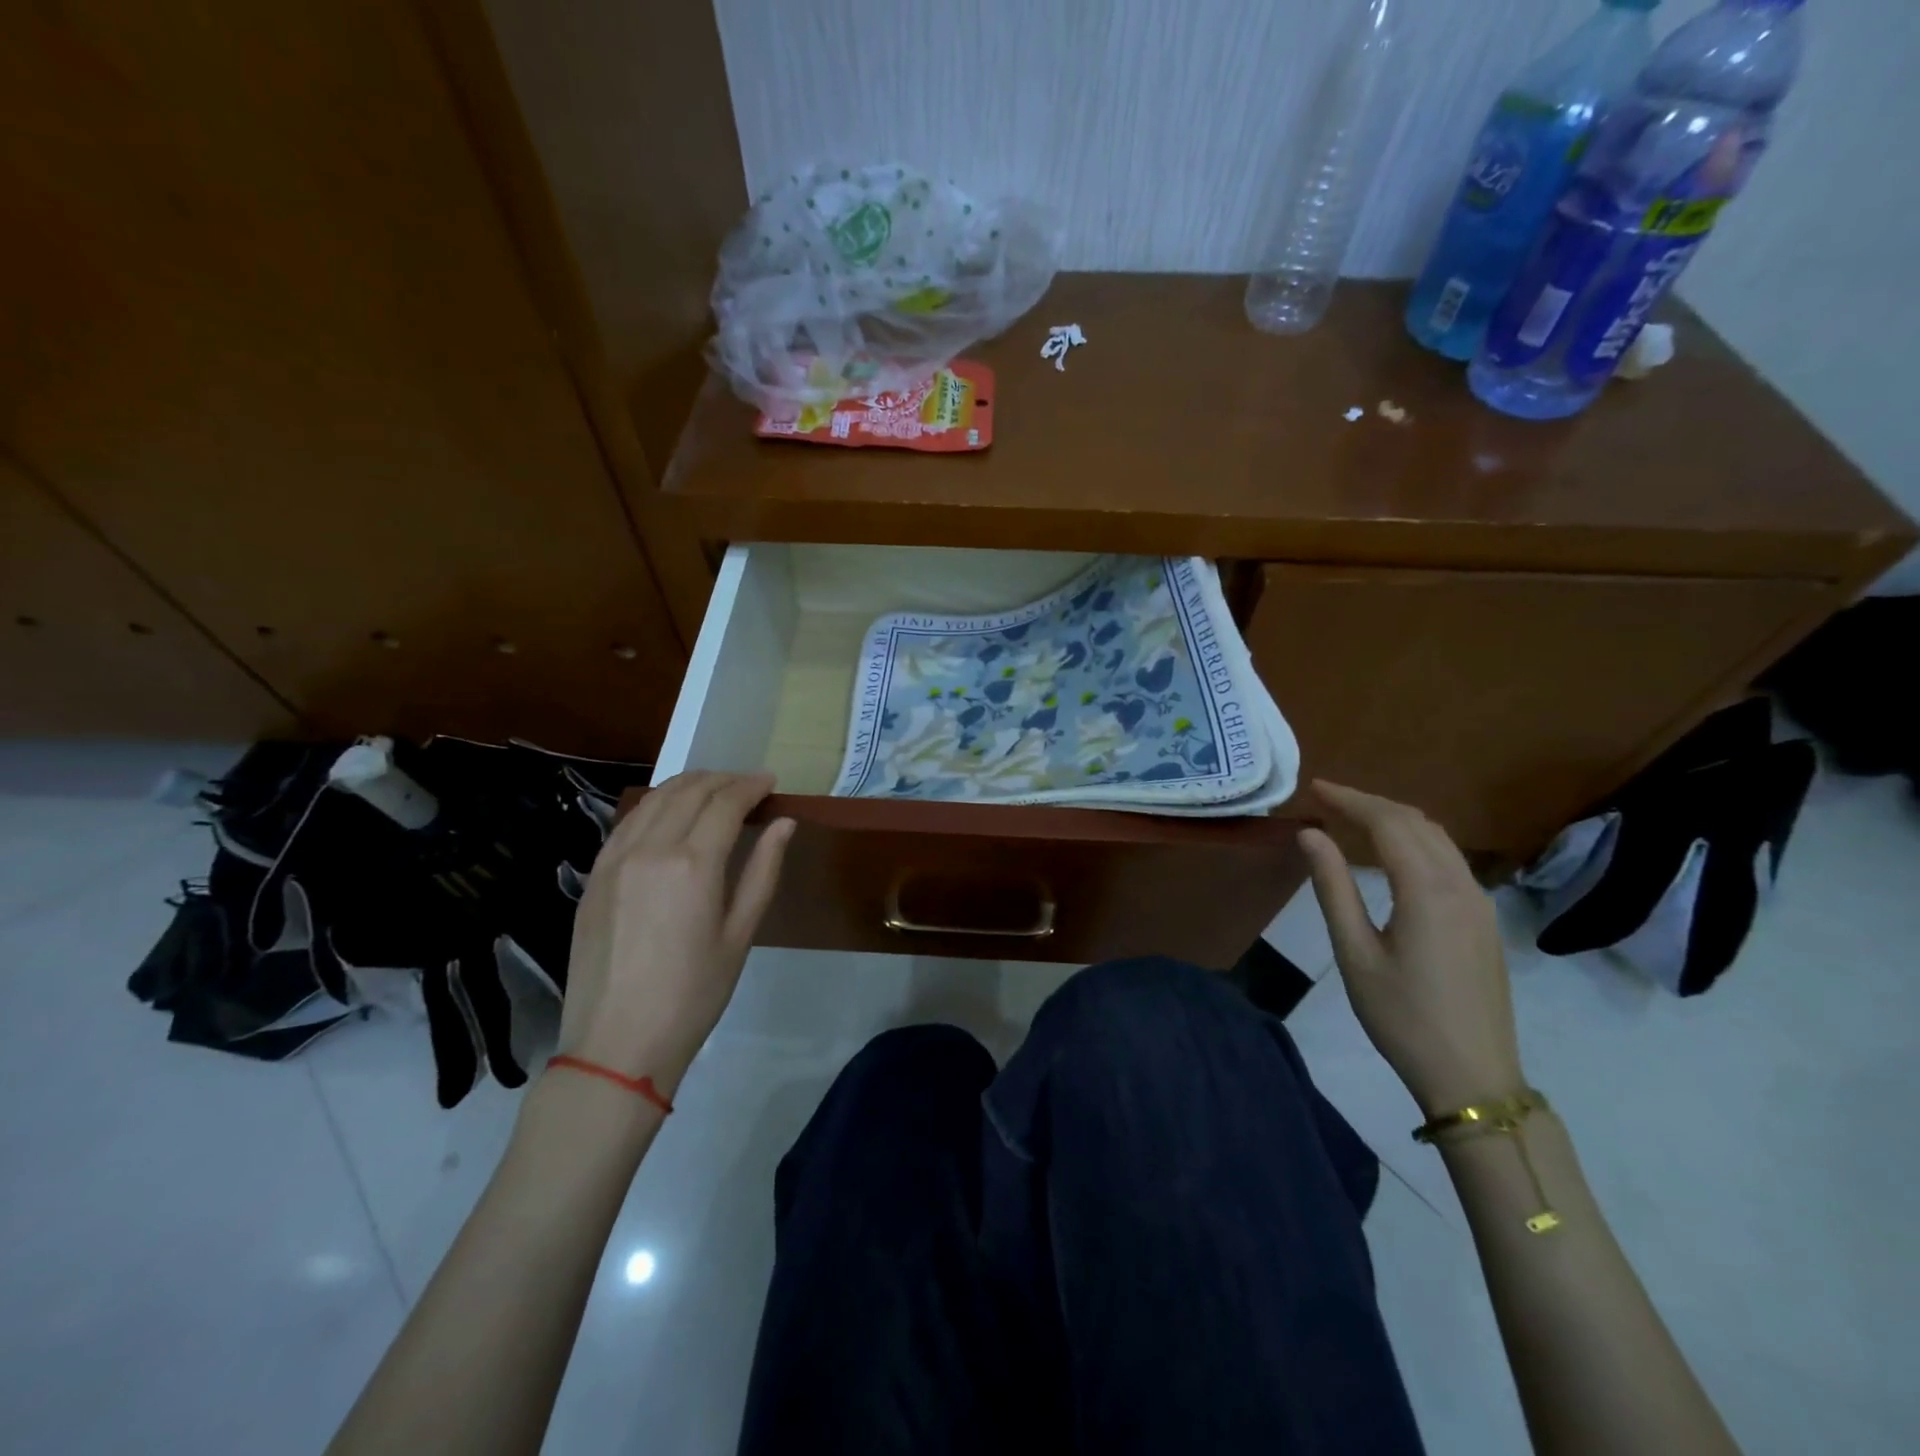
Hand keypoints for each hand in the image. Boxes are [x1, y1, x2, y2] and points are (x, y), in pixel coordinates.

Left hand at [556, 772, 793, 1096]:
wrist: (617, 1043)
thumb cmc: (694, 994)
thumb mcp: (740, 934)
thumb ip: (763, 870)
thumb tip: (784, 823)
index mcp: (692, 863)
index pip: (725, 803)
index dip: (751, 786)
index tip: (771, 782)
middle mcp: (650, 848)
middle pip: (689, 791)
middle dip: (723, 779)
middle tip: (748, 784)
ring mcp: (615, 859)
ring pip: (654, 798)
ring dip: (689, 785)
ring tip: (714, 789)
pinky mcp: (594, 875)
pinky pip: (628, 821)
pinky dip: (656, 804)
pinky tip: (670, 813)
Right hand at [1299, 781, 1525, 1116]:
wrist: (1472, 1077)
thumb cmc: (1401, 1016)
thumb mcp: (1354, 952)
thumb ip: (1332, 887)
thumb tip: (1310, 834)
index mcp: (1428, 891)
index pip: (1388, 823)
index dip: (1350, 799)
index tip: (1314, 788)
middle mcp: (1462, 886)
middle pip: (1417, 823)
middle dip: (1371, 803)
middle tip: (1327, 800)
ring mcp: (1480, 903)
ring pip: (1439, 839)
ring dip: (1395, 820)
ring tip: (1353, 819)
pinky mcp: (1484, 921)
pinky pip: (1449, 861)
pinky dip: (1415, 842)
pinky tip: (1392, 855)